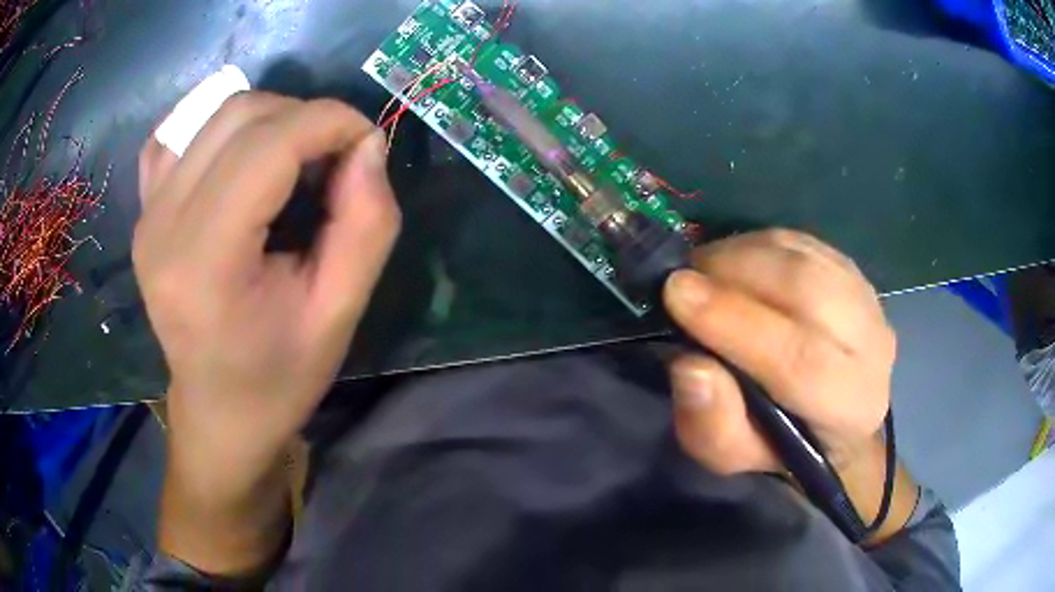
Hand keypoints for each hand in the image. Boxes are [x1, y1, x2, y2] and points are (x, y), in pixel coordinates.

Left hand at [135, 94, 399, 504]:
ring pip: (215, 113)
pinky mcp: (144, 210)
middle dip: (304, 116)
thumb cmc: (279, 378)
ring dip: (271, 119)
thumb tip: (367, 145)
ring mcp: (147, 213)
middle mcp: (164, 224)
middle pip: (241, 115)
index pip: (269, 144)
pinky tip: (240, 156)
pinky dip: (219, 127)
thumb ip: (366, 224)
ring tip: (295, 159)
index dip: (331, 122)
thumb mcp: (340, 313)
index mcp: (206, 261)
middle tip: (334, 157)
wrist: (218, 412)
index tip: (367, 142)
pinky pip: (178, 134)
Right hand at [663, 229, 895, 473]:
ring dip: (744, 253)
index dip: (735, 322)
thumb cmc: (776, 441)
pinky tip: (737, 263)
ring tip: (705, 271)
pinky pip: (803, 242)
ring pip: (804, 257)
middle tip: (684, 279)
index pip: (800, 359)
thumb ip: (712, 423)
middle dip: (736, 274)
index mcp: (849, 408)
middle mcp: (872, 348)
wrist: (827, 417)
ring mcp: (868, 300)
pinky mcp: (853, 271)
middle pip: (808, 291)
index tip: (677, 293)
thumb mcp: (731, 453)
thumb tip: (690, 366)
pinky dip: (760, 244)